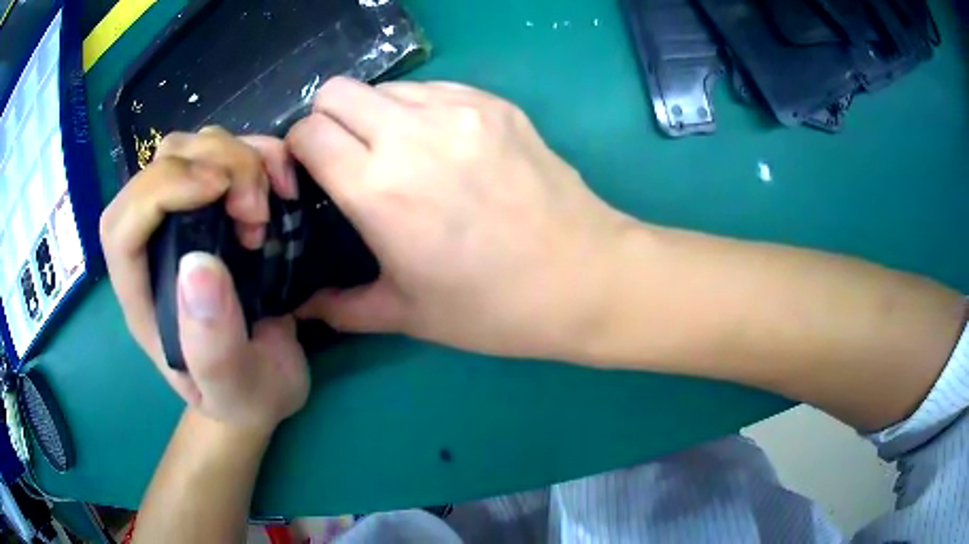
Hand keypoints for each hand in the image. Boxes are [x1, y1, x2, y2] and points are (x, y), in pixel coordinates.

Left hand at [100, 127, 309, 430]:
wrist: (263, 385)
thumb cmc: (242, 396)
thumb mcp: (233, 389)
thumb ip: (212, 347)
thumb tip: (199, 265)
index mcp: (142, 294)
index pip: (121, 224)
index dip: (159, 189)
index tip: (218, 191)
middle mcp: (154, 246)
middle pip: (159, 167)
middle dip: (212, 165)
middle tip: (255, 211)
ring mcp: (185, 220)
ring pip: (193, 147)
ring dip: (238, 157)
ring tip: (266, 208)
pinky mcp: (218, 208)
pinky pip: (229, 151)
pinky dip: (259, 152)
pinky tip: (280, 185)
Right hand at [287, 78, 630, 359]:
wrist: (585, 278)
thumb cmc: (494, 307)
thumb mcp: (407, 315)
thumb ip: (341, 307)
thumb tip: (302, 306)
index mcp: (378, 188)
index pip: (308, 131)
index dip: (299, 150)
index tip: (313, 176)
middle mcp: (411, 134)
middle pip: (338, 91)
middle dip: (329, 121)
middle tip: (349, 161)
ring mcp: (460, 110)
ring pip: (386, 86)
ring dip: (376, 115)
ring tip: (400, 155)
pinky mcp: (496, 104)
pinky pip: (434, 90)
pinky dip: (421, 110)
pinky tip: (444, 148)